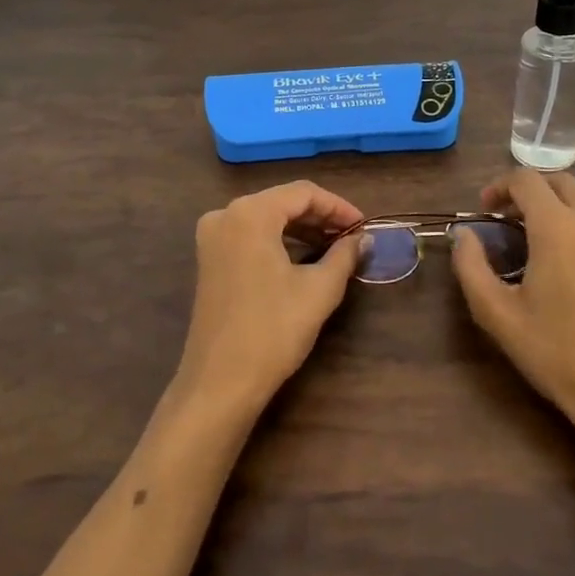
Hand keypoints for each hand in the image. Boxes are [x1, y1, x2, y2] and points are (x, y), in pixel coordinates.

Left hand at [174, 181, 365, 419]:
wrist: (220, 382)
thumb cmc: (272, 330)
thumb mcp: (318, 290)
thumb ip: (344, 255)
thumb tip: (364, 238)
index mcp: (250, 213)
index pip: (303, 193)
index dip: (338, 206)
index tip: (364, 226)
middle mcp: (226, 214)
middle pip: (282, 201)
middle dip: (320, 217)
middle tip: (353, 237)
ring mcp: (212, 237)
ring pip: (267, 218)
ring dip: (301, 229)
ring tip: (334, 247)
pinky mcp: (210, 258)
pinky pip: (251, 235)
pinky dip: (279, 240)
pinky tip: (303, 257)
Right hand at [452, 169, 574, 458]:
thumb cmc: (556, 354)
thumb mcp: (497, 315)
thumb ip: (471, 266)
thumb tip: (464, 234)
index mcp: (556, 227)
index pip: (524, 180)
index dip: (499, 187)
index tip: (488, 210)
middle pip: (560, 180)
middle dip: (532, 191)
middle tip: (516, 220)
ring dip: (568, 199)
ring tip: (555, 228)